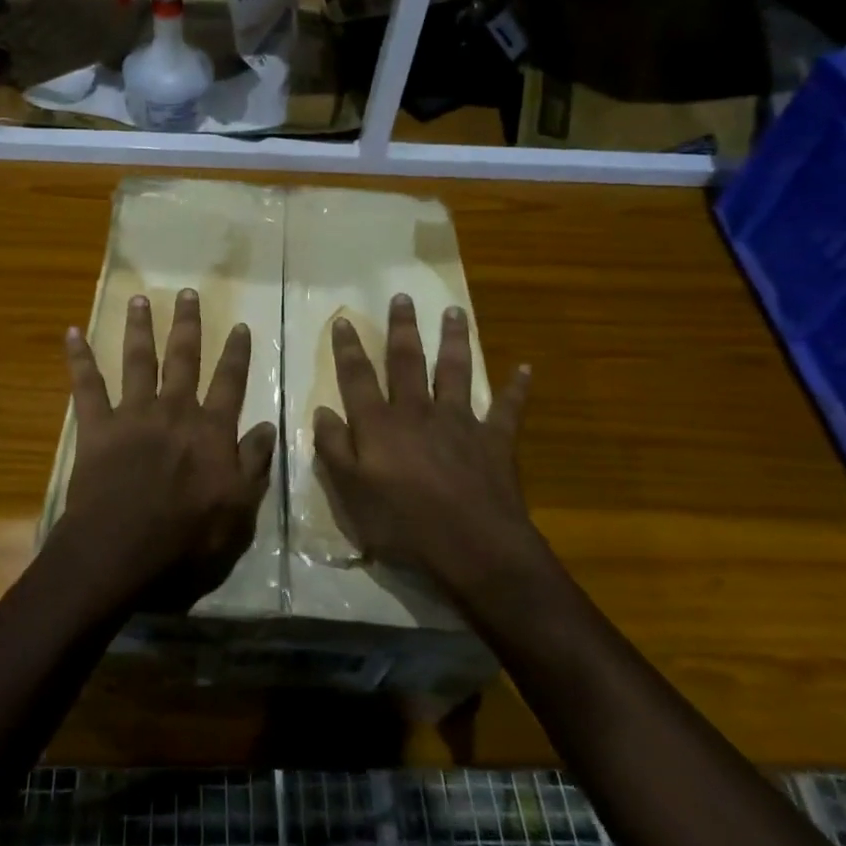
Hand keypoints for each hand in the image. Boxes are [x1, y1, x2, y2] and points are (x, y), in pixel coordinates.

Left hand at [51, 289, 277, 612]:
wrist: (122, 549)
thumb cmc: (186, 537)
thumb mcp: (239, 509)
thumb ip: (254, 464)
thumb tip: (267, 426)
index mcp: (210, 430)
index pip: (230, 383)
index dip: (237, 354)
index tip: (241, 325)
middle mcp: (174, 411)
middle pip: (184, 359)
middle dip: (187, 324)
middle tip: (188, 293)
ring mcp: (133, 415)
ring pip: (138, 361)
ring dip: (139, 328)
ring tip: (140, 298)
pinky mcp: (97, 427)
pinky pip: (86, 387)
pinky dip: (79, 359)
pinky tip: (71, 333)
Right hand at [312, 294, 535, 592]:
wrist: (475, 548)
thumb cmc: (405, 525)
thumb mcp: (352, 494)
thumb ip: (334, 450)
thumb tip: (321, 412)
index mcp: (380, 425)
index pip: (358, 377)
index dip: (348, 349)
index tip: (343, 320)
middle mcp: (418, 412)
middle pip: (408, 361)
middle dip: (402, 328)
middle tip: (402, 296)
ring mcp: (460, 422)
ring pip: (455, 371)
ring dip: (454, 340)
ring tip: (454, 311)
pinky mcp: (495, 441)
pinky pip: (507, 409)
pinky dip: (516, 388)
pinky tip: (525, 368)